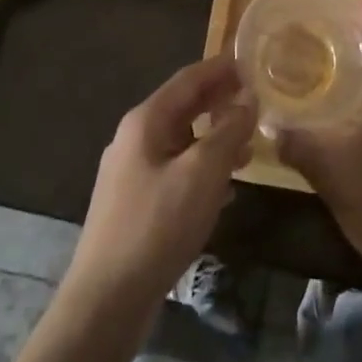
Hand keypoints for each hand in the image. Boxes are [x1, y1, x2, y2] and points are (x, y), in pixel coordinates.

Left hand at [66, 55, 255, 313]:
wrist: (106, 300)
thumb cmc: (157, 225)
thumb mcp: (203, 173)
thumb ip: (228, 131)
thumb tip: (248, 98)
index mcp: (145, 120)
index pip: (188, 78)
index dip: (221, 68)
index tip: (251, 61)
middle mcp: (134, 138)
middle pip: (183, 106)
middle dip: (219, 100)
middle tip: (255, 98)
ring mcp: (131, 171)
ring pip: (181, 140)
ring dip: (214, 136)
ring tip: (249, 143)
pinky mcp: (134, 203)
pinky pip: (175, 169)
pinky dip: (202, 167)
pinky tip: (225, 187)